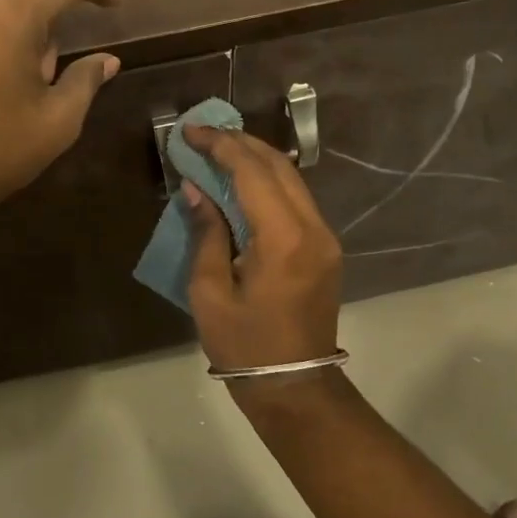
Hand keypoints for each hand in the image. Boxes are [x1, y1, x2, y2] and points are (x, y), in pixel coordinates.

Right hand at [183, 127, 342, 380]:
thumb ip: (207, 233)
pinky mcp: (325, 247)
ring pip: (292, 178)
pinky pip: (297, 199)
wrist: (295, 386)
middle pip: (278, 166)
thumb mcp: (210, 292)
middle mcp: (312, 228)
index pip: (252, 172)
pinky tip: (243, 179)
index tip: (191, 131)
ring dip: (256, 158)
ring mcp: (324, 237)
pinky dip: (269, 180)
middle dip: (240, 142)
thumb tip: (196, 189)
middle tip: (204, 132)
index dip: (220, 145)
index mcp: (283, 238)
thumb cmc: (245, 345)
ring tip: (219, 147)